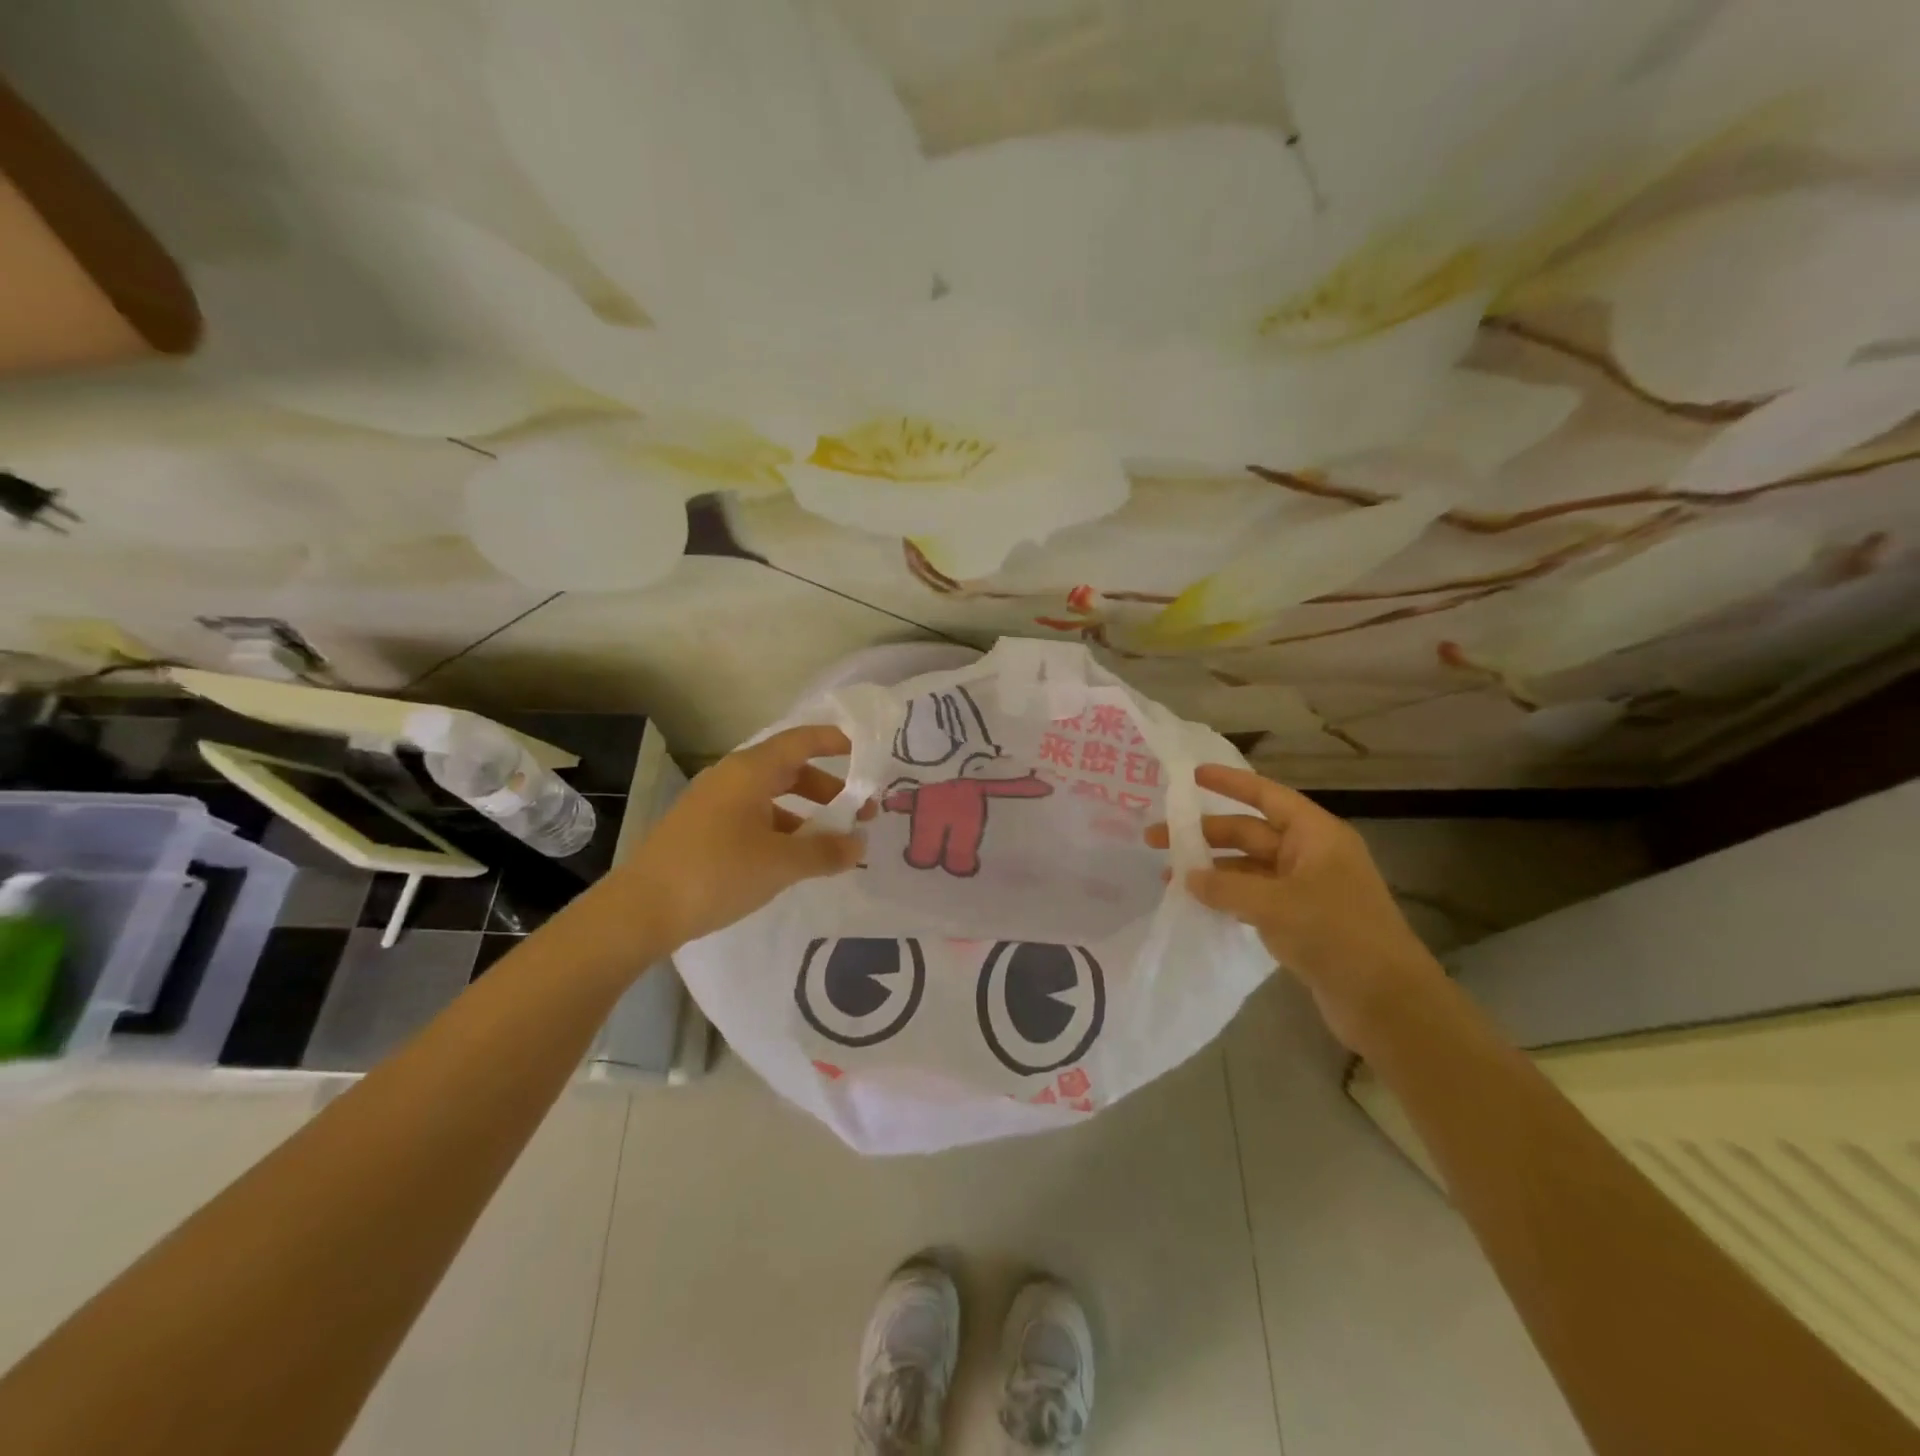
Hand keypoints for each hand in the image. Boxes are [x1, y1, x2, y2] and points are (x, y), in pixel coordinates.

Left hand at [623, 724, 869, 948]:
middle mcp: (730, 778)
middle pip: (788, 770)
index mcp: (750, 772)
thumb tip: (859, 845)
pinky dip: (779, 829)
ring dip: (804, 813)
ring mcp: (712, 803)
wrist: (641, 910)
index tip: (863, 752)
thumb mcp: (781, 864)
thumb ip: (826, 851)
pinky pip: (751, 816)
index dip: (833, 741)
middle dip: (826, 789)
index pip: (800, 741)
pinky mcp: (700, 829)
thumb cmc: (717, 873)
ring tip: (828, 843)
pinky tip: (789, 859)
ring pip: (770, 796)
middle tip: (857, 813)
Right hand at [1146, 764, 1444, 1051]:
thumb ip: (1226, 887)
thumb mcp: (1275, 905)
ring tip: (1168, 877)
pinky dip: (1226, 897)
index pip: (1266, 796)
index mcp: (1316, 835)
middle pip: (1249, 833)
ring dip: (1211, 870)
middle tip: (1156, 839)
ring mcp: (1305, 890)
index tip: (1191, 776)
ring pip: (1248, 868)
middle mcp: (1310, 855)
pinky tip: (1197, 903)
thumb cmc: (1337, 935)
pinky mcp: (1300, 922)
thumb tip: (1187, 878)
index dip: (1229, 783)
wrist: (1387, 1003)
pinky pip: (1254, 897)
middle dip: (1205, 835)